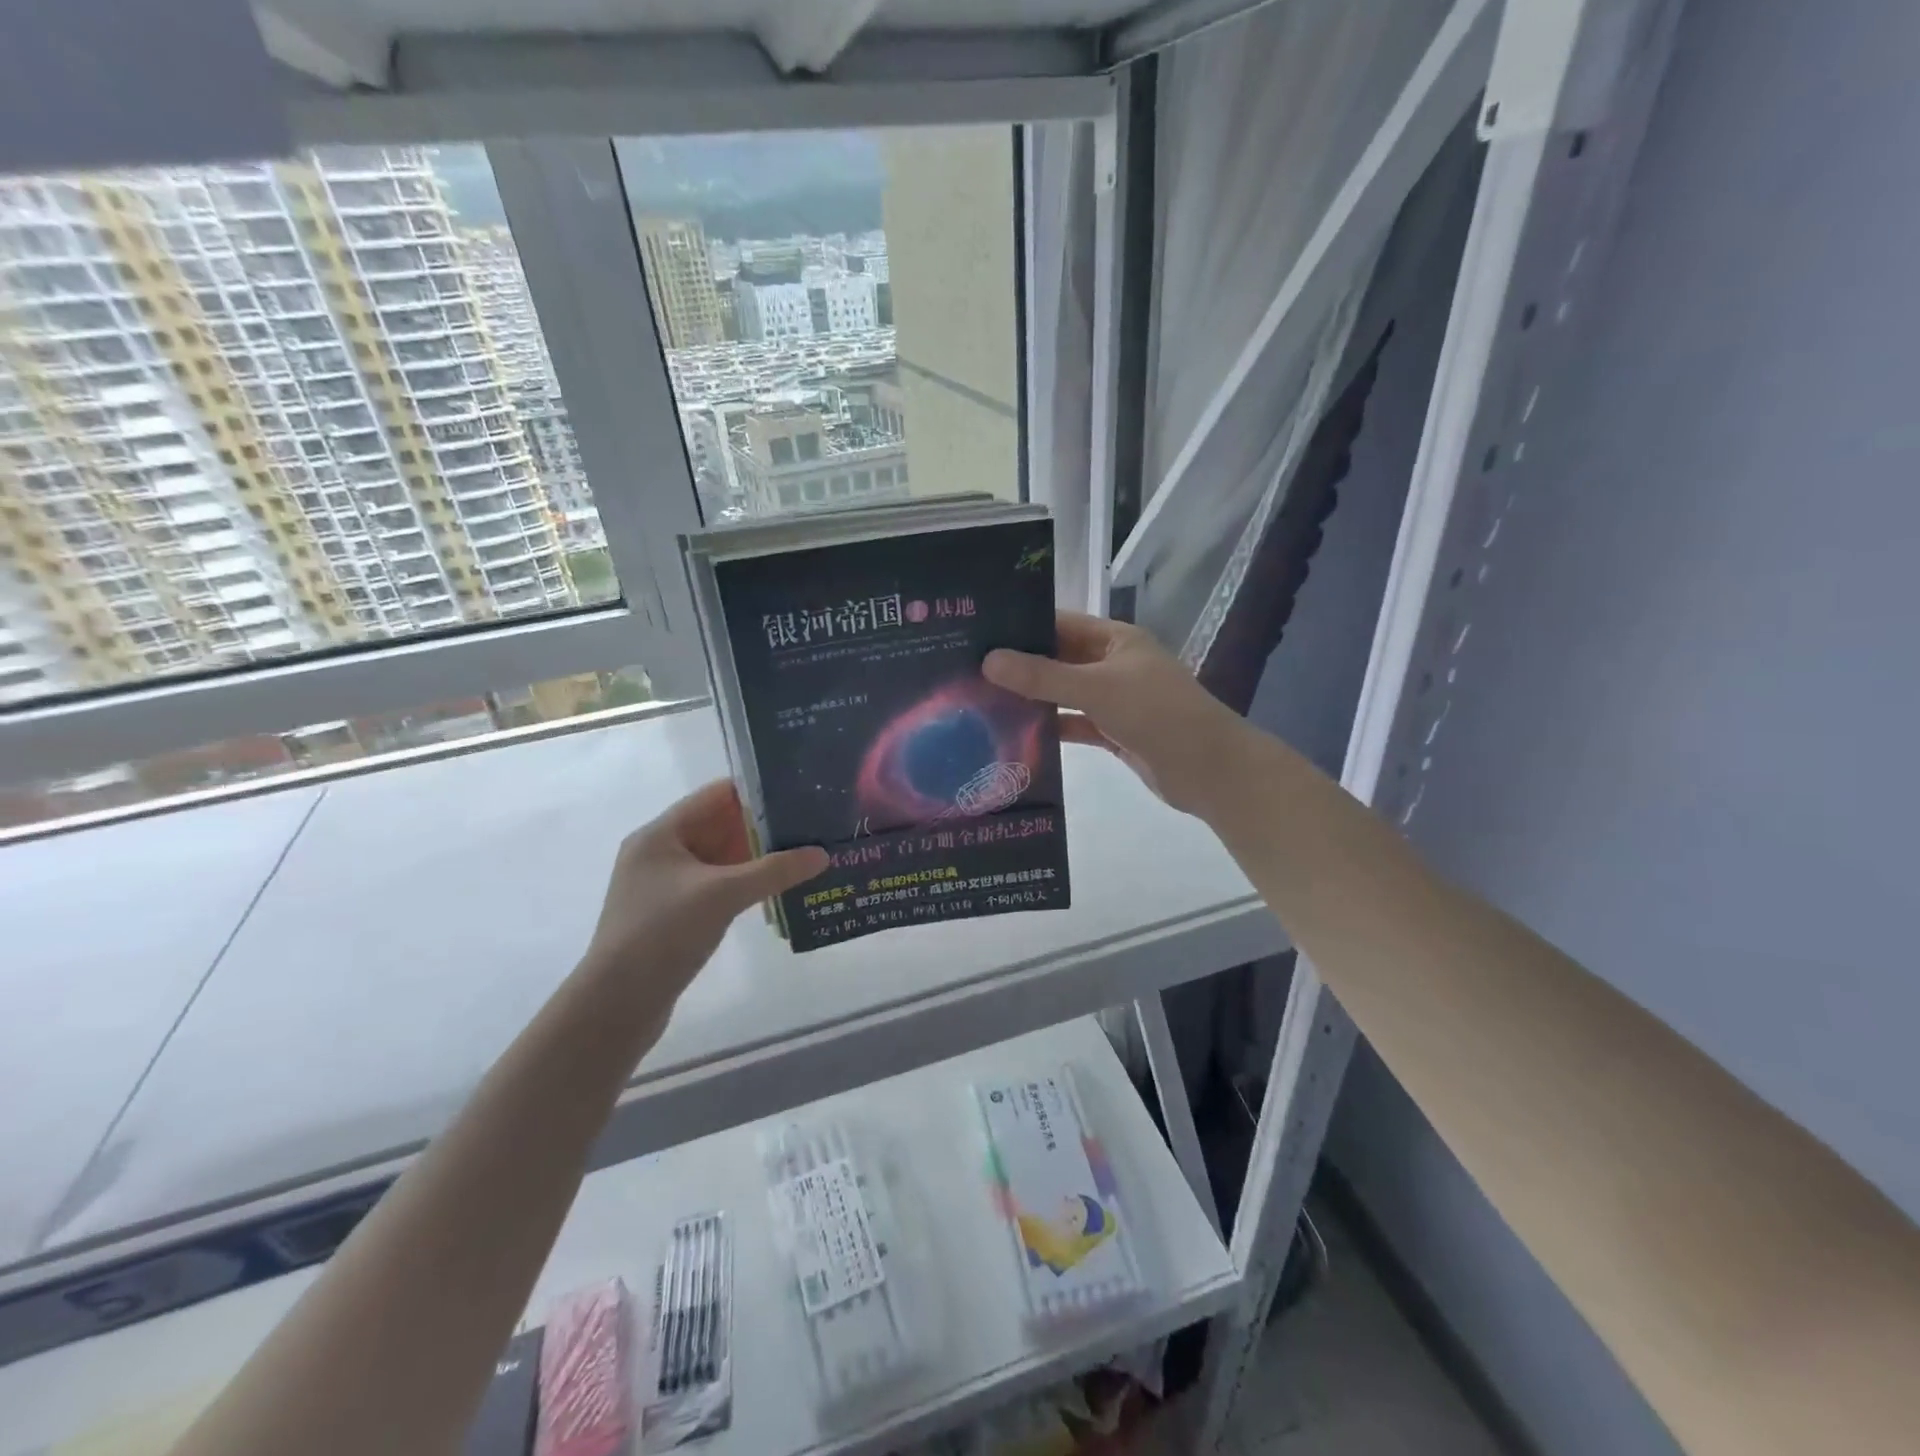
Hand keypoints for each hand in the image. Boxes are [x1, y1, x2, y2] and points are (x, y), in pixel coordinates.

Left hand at [583, 780, 827, 1005]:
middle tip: (810, 824)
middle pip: (719, 826)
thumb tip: (822, 854)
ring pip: (721, 859)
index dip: (756, 791)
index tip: (797, 792)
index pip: (715, 796)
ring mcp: (666, 886)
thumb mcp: (722, 895)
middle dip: (763, 826)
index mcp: (660, 835)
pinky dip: (746, 884)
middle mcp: (661, 853)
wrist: (616, 1006)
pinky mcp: (675, 915)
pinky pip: (718, 886)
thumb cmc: (662, 934)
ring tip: (804, 853)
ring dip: (757, 857)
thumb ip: (773, 870)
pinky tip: (779, 888)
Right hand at [984, 612, 1246, 817]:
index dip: (1022, 626)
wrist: (1209, 770)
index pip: (1061, 623)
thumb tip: (988, 661)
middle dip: (1020, 665)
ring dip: (1032, 699)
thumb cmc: (1157, 714)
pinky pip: (1074, 724)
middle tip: (968, 670)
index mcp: (1116, 639)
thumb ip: (1043, 677)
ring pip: (1064, 694)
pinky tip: (1015, 734)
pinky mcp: (1113, 732)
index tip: (977, 633)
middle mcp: (1113, 664)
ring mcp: (1113, 700)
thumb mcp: (1097, 688)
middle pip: (1059, 659)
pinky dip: (1051, 728)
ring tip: (981, 700)